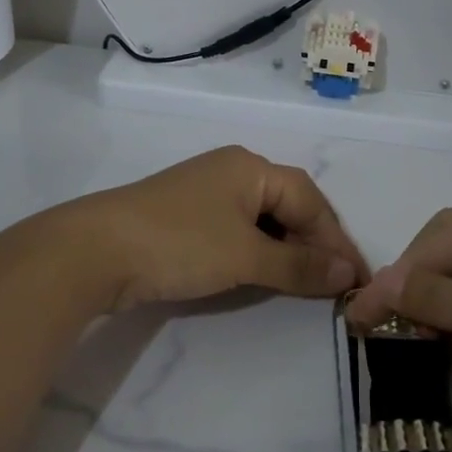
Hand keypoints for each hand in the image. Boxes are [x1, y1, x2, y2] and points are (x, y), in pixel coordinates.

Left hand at [55, 146, 367, 309]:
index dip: (336, 239)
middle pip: (288, 205)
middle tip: (335, 283)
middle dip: (314, 244)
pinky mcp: (185, 217)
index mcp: (251, 167)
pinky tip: (264, 275)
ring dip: (286, 251)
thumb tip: (347, 273)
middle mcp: (232, 171)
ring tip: (307, 284)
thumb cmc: (179, 243)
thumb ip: (298, 266)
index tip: (357, 277)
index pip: (310, 199)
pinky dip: (257, 253)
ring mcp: (206, 193)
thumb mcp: (245, 256)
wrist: (93, 251)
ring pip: (263, 220)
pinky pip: (237, 231)